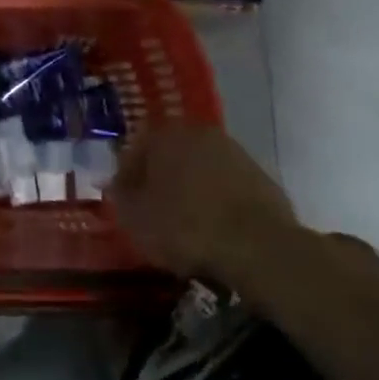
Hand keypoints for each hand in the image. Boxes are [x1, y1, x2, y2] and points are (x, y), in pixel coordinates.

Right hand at [112, 124, 300, 284]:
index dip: (127, 176)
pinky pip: (227, 187)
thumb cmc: (186, 227)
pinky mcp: (261, 177)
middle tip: (154, 211)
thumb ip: (121, 197)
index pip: (137, 147)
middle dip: (161, 179)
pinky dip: (218, 202)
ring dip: (191, 189)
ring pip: (201, 169)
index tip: (125, 202)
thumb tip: (117, 185)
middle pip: (172, 154)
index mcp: (167, 134)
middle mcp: (201, 132)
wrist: (259, 246)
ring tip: (186, 224)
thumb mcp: (137, 219)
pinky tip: (215, 230)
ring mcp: (235, 152)